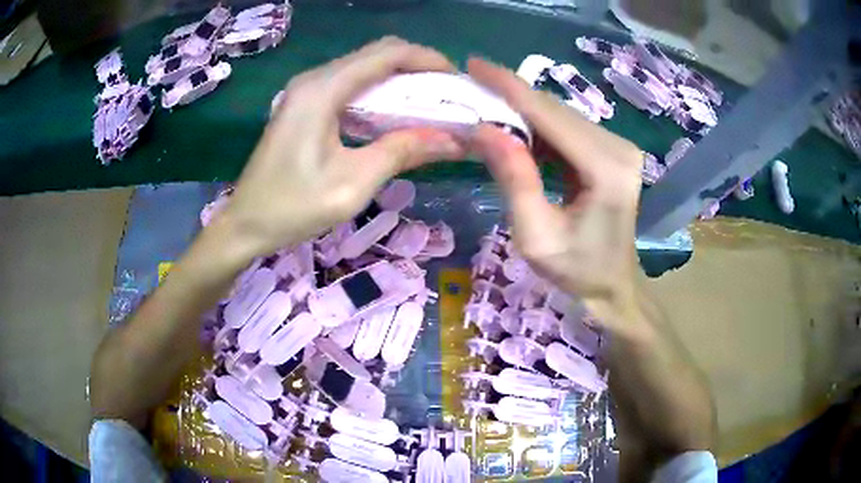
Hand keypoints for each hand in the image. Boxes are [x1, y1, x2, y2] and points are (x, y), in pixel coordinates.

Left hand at [214, 37, 465, 259]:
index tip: (457, 79)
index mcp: (322, 90)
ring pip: (364, 68)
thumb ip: (402, 152)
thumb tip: (453, 139)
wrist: (245, 224)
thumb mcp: (353, 183)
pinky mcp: (304, 105)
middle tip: (447, 93)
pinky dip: (379, 93)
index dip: (427, 60)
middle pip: (376, 55)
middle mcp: (314, 79)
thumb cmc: (293, 207)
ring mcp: (306, 91)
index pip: (386, 54)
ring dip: (399, 79)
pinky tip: (394, 114)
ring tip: (430, 103)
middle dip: (417, 67)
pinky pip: (350, 85)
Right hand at [468, 58, 644, 330]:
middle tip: (470, 84)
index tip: (474, 65)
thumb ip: (514, 180)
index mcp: (607, 170)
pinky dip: (538, 125)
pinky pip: (568, 129)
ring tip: (485, 102)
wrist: (614, 285)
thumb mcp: (536, 237)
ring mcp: (619, 147)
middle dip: (512, 95)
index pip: (551, 116)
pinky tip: (514, 127)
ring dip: (522, 109)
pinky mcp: (612, 151)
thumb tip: (484, 129)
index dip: (510, 88)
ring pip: (561, 115)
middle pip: (556, 110)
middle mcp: (619, 149)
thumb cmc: (577, 270)